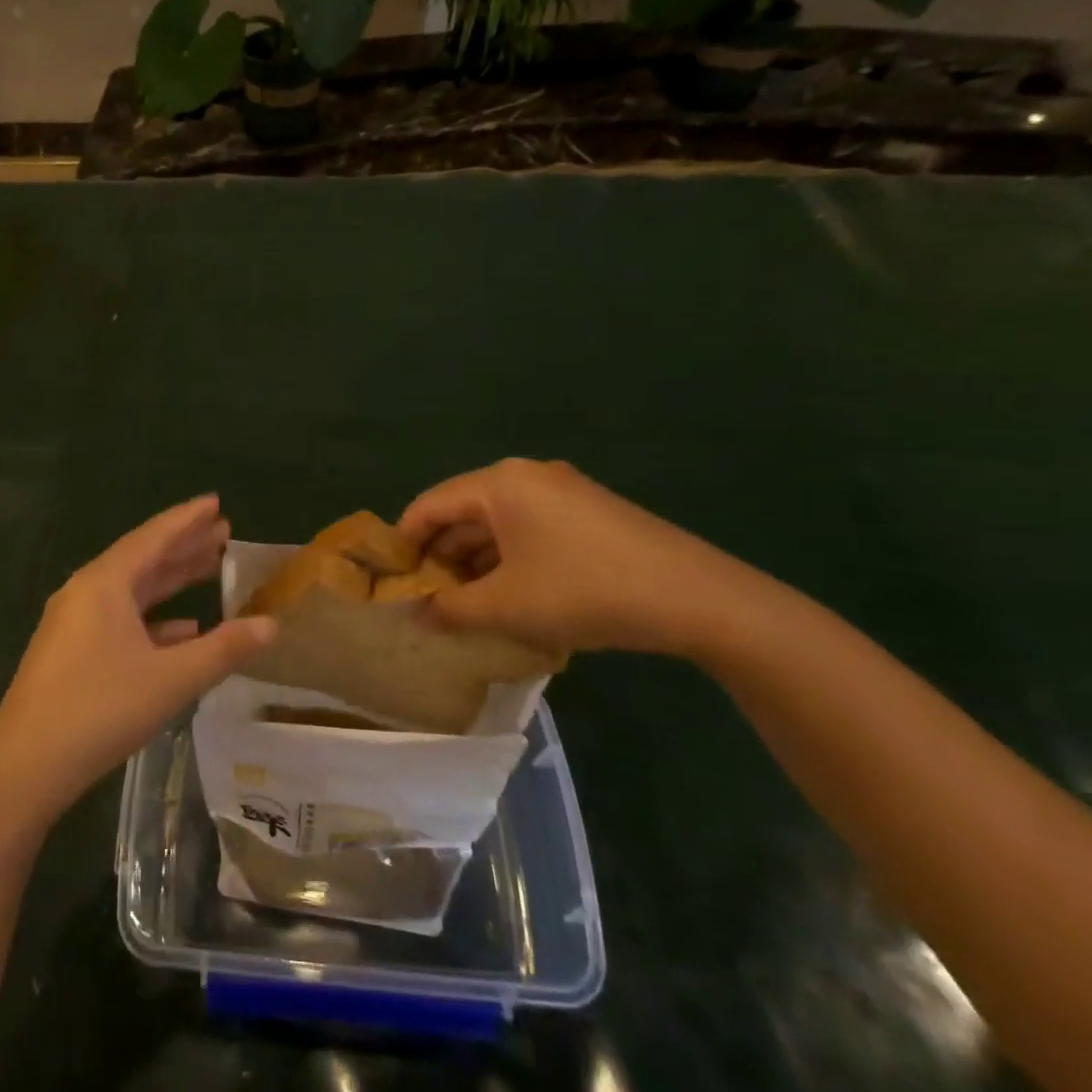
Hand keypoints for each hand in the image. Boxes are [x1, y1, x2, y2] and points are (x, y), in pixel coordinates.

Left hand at [0, 496, 276, 828]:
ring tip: (210, 568)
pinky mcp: (71, 651)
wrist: (24, 767)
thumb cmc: (100, 710)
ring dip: (171, 580)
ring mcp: (75, 622)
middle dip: (184, 545)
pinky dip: (153, 618)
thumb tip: (271, 624)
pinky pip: (120, 620)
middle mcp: (86, 592)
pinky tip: (184, 629)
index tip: (216, 502)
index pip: (154, 536)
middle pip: (143, 558)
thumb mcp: (171, 679)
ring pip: (132, 590)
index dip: (188, 518)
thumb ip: (224, 649)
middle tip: (223, 532)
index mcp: (104, 583)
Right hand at [398, 458, 787, 660]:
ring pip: (497, 523)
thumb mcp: (508, 606)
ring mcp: (563, 491)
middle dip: (441, 556)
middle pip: (463, 511)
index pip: (430, 505)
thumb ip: (450, 608)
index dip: (404, 543)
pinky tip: (509, 595)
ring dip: (475, 561)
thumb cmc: (585, 591)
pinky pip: (529, 529)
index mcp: (500, 483)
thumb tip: (416, 614)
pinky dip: (508, 559)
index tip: (392, 581)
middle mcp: (527, 476)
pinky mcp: (588, 513)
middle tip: (427, 598)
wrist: (698, 598)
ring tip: (463, 604)